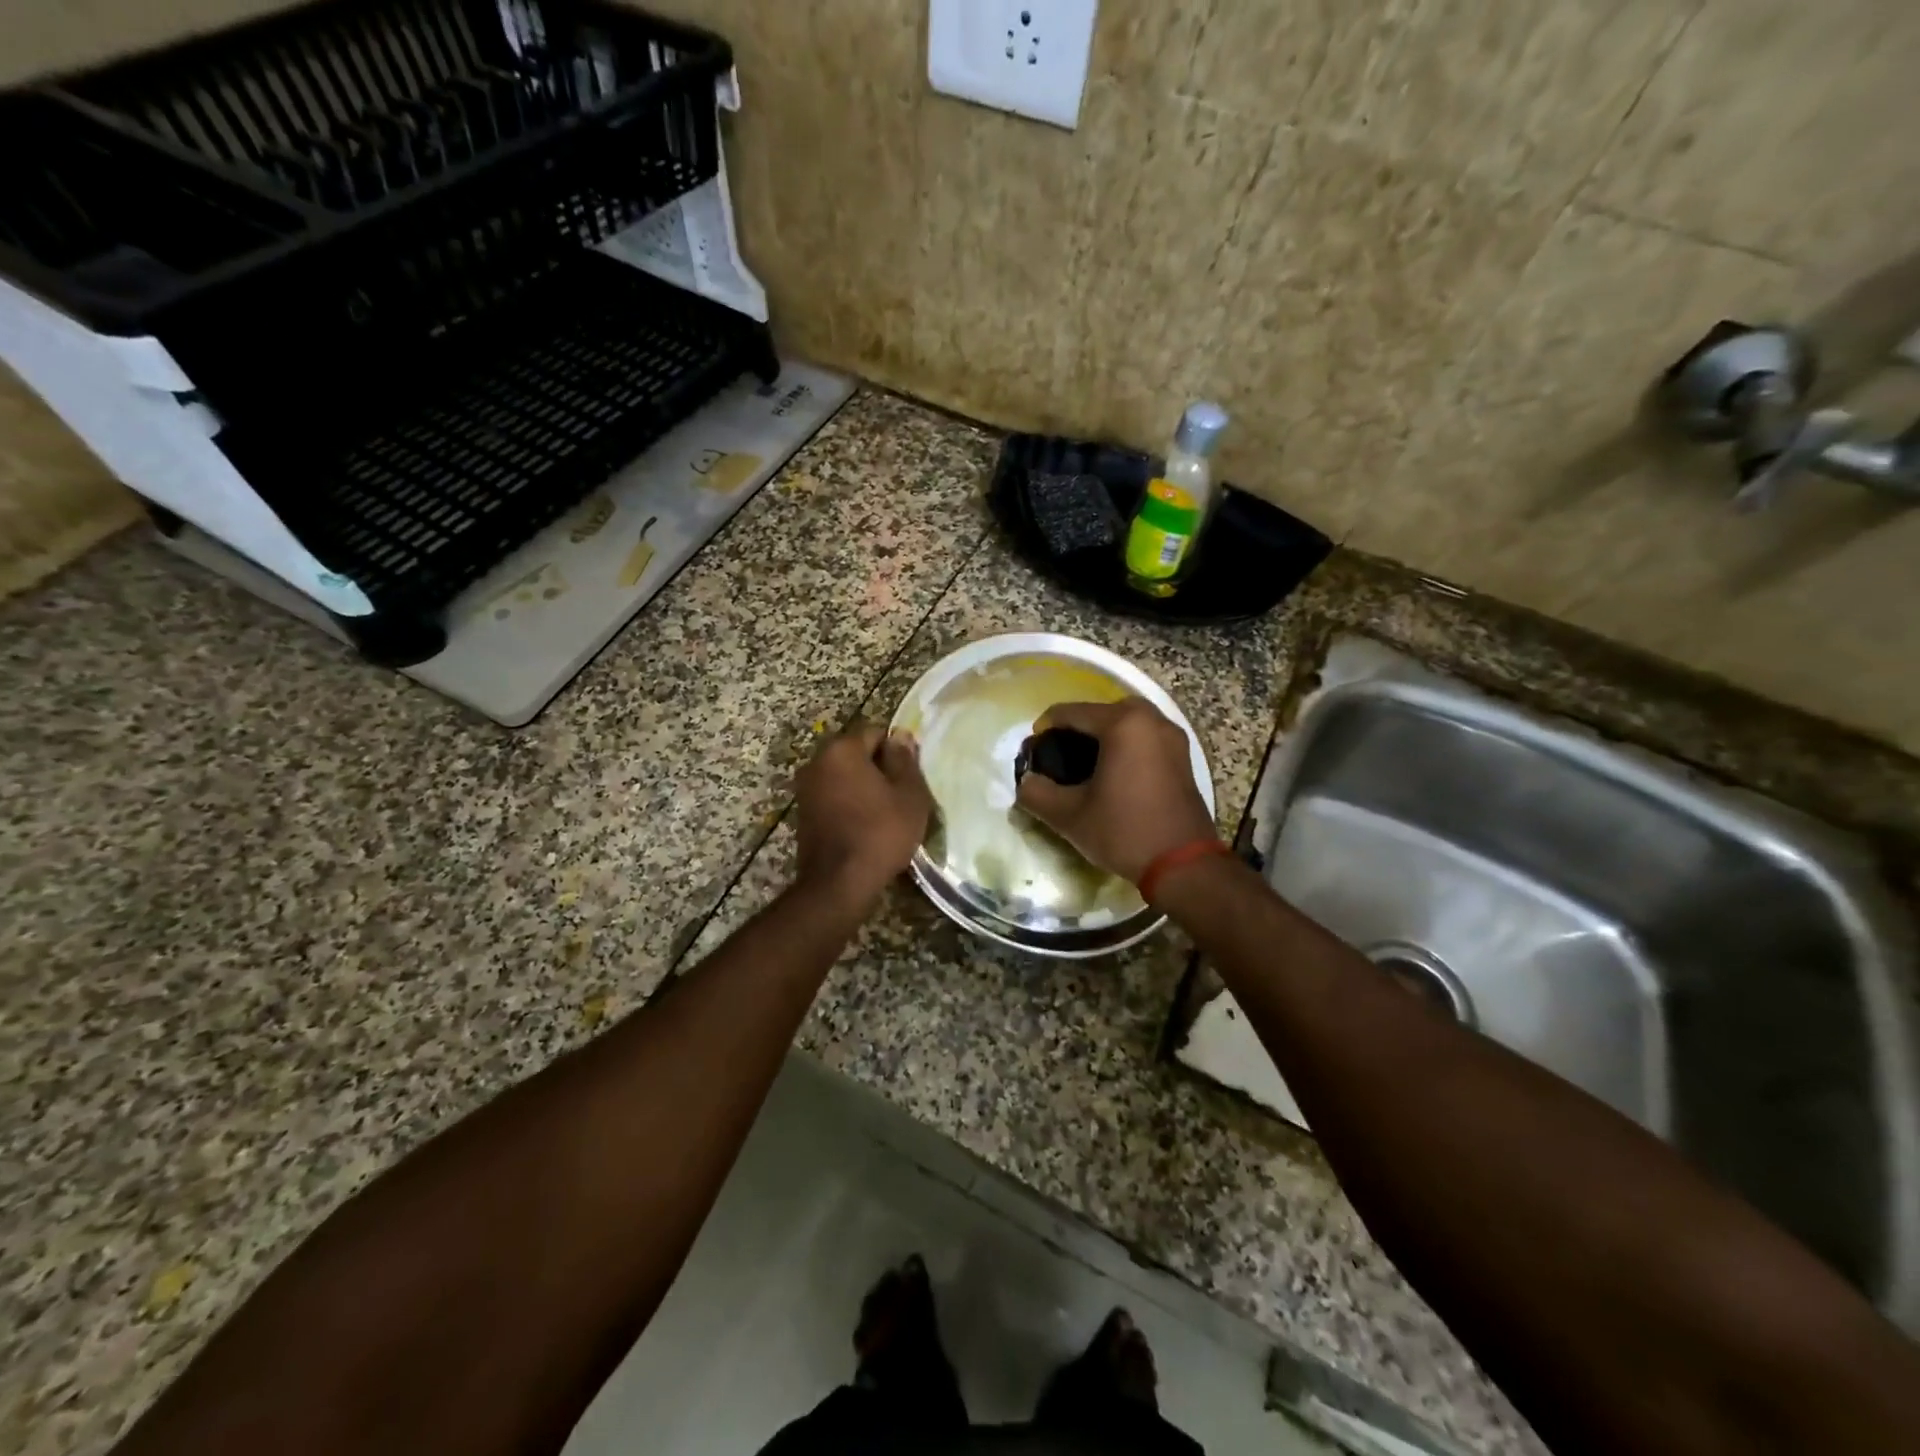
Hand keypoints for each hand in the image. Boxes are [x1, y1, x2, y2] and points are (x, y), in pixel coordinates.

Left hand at [794, 722, 932, 911]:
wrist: (839, 883)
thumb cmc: (881, 833)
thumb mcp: (909, 795)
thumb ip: (905, 760)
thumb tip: (900, 736)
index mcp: (841, 749)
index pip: (876, 733)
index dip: (897, 752)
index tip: (911, 777)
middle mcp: (817, 762)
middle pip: (857, 754)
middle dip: (879, 769)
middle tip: (902, 796)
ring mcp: (806, 789)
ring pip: (845, 777)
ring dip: (864, 788)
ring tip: (886, 814)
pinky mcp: (804, 814)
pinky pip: (834, 797)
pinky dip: (850, 805)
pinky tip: (866, 827)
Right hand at [1014, 698, 1216, 883]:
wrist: (1183, 865)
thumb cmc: (1124, 831)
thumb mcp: (1069, 816)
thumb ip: (1037, 793)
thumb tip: (1025, 782)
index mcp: (1123, 725)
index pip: (1073, 712)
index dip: (1047, 725)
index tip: (1033, 747)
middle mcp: (1152, 721)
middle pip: (1104, 710)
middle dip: (1079, 726)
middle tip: (1060, 750)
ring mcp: (1173, 737)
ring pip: (1129, 722)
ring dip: (1105, 734)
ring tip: (1085, 760)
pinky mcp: (1183, 757)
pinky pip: (1147, 737)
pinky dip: (1127, 744)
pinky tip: (1113, 770)